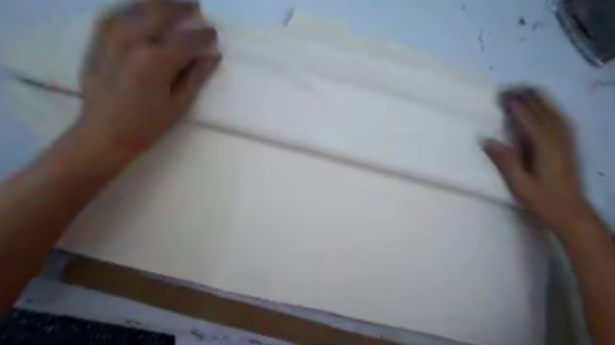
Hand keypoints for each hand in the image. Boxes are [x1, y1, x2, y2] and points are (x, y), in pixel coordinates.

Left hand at [76, 0, 220, 156]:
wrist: (105, 133)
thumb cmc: (149, 124)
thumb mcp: (179, 104)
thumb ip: (196, 77)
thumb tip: (212, 57)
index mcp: (156, 61)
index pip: (186, 41)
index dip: (203, 36)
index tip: (214, 33)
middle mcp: (132, 41)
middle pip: (159, 13)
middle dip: (180, 7)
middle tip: (195, 5)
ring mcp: (110, 38)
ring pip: (136, 8)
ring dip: (157, 3)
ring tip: (172, 3)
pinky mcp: (97, 42)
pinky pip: (115, 15)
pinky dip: (132, 9)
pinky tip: (141, 11)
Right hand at [483, 87, 593, 234]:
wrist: (573, 214)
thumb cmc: (542, 200)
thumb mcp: (518, 184)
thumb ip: (505, 160)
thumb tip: (488, 140)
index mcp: (545, 147)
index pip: (529, 120)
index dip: (516, 106)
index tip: (502, 95)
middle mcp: (559, 139)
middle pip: (543, 111)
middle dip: (527, 97)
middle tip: (509, 88)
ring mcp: (567, 141)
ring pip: (554, 113)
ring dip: (539, 99)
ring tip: (524, 90)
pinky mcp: (569, 145)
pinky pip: (560, 120)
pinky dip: (550, 109)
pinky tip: (543, 107)